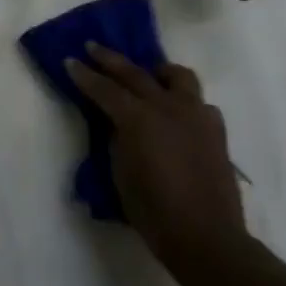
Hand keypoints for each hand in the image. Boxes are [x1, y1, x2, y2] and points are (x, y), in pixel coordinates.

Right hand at [66, 42, 248, 273]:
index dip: (84, 75)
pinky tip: (178, 115)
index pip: (104, 88)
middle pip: (135, 73)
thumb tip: (117, 122)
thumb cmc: (153, 211)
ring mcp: (196, 116)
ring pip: (178, 76)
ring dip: (158, 72)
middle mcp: (168, 107)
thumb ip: (117, 138)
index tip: (69, 61)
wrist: (207, 238)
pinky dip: (185, 102)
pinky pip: (200, 103)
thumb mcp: (120, 172)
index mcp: (139, 118)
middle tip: (92, 47)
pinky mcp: (216, 130)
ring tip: (149, 76)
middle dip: (110, 59)